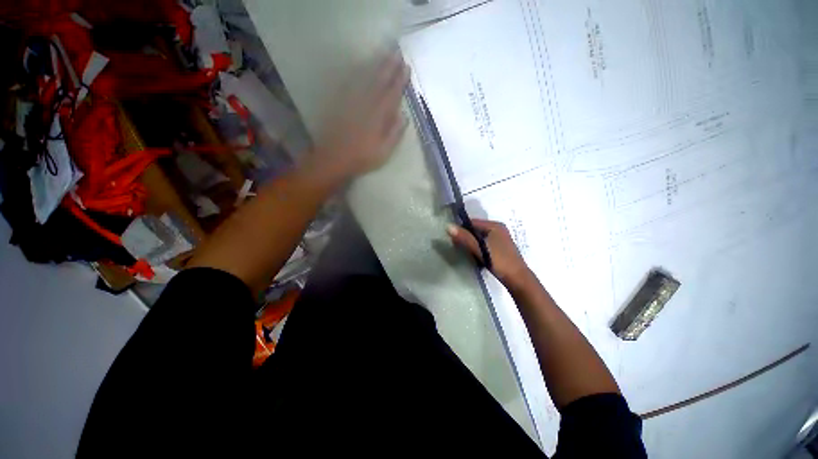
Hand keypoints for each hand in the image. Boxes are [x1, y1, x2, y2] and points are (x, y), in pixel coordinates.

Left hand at [308, 52, 409, 181]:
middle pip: (379, 82)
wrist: (334, 158)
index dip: (400, 81)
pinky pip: (350, 84)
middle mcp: (366, 105)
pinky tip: (362, 67)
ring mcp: (352, 102)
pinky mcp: (341, 103)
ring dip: (376, 66)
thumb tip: (404, 116)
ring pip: (366, 79)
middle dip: (389, 67)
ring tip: (384, 54)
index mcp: (378, 117)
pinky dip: (358, 74)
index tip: (406, 67)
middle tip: (397, 53)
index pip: (391, 94)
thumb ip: (394, 134)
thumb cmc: (362, 158)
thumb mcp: (384, 152)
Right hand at [447, 219, 531, 287]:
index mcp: (495, 226)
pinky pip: (484, 243)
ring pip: (479, 237)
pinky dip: (477, 247)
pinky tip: (474, 255)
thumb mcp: (480, 249)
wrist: (518, 279)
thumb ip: (465, 238)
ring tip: (465, 251)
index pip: (472, 222)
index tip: (452, 239)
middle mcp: (498, 229)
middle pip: (476, 229)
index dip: (461, 228)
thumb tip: (448, 226)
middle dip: (466, 236)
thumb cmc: (499, 261)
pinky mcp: (499, 247)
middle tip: (457, 246)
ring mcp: (500, 238)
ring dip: (471, 243)